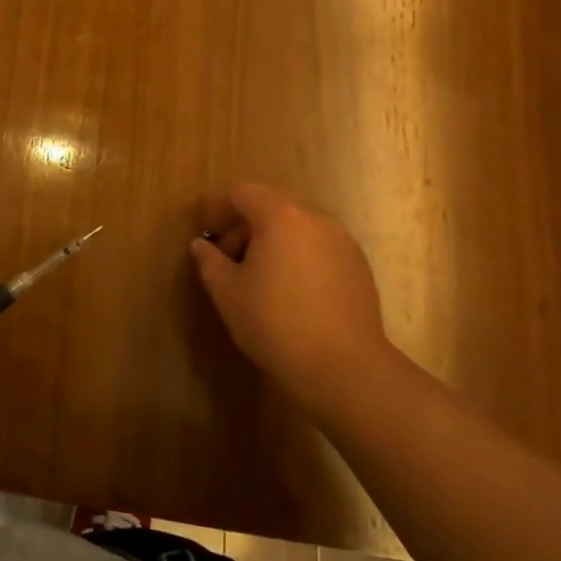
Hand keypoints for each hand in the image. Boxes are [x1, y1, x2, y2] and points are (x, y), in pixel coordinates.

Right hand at [190, 183, 389, 415]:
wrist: (345, 367)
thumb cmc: (275, 322)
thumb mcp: (227, 292)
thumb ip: (210, 261)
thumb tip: (201, 245)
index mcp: (280, 217)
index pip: (244, 193)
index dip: (221, 211)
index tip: (212, 242)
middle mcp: (315, 219)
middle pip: (272, 207)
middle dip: (247, 229)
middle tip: (233, 264)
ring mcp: (342, 242)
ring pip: (298, 228)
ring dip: (275, 243)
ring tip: (264, 282)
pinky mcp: (360, 266)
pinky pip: (320, 248)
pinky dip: (301, 258)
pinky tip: (295, 295)